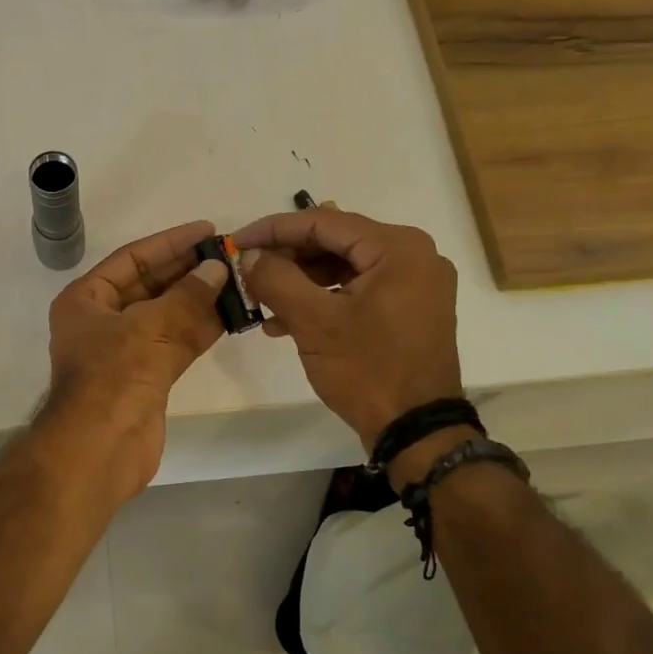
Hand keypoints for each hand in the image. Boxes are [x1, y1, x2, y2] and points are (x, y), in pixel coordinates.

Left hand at [41, 220, 229, 499]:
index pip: (132, 259)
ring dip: (200, 300)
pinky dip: (201, 330)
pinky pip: (176, 343)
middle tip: (230, 256)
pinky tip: (232, 315)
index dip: (170, 243)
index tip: (207, 230)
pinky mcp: (147, 377)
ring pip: (168, 315)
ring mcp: (125, 351)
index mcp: (87, 300)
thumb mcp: (149, 328)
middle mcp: (103, 321)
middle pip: (151, 285)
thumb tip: (217, 270)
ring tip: (239, 281)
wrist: (98, 451)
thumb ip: (186, 297)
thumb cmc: (113, 378)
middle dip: (189, 271)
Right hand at [232, 207, 461, 450]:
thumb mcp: (313, 322)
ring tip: (260, 303)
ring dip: (299, 282)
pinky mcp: (408, 309)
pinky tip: (284, 322)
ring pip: (342, 267)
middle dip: (286, 259)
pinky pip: (356, 289)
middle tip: (247, 273)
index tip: (236, 242)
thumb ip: (276, 278)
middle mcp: (413, 255)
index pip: (323, 222)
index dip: (273, 230)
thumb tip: (250, 255)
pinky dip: (322, 300)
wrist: (417, 431)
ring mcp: (414, 283)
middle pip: (334, 243)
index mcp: (398, 247)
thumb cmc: (367, 370)